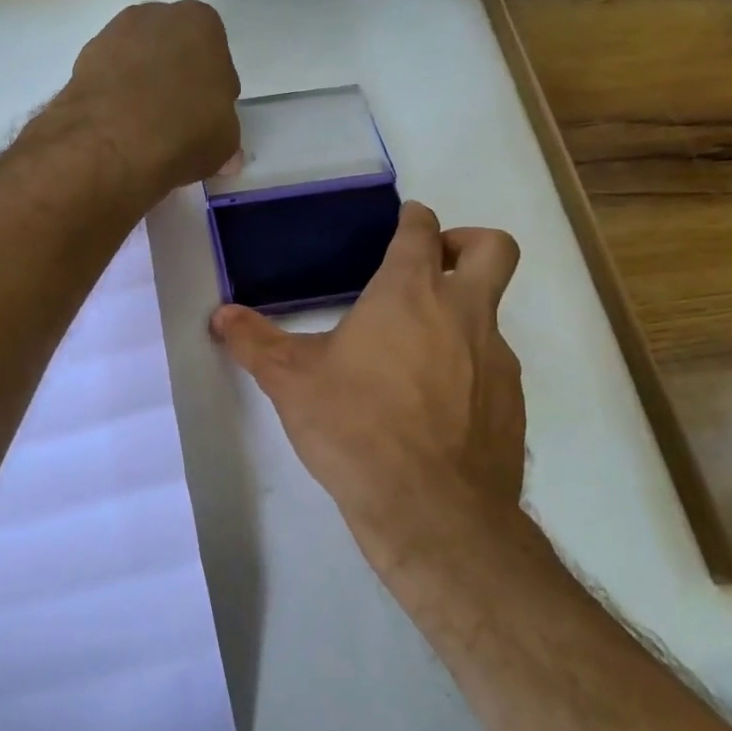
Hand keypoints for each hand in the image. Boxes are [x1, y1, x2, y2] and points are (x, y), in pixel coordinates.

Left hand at [57, 0, 240, 193]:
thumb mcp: (225, 141)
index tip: (206, 119)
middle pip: (173, 52)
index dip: (212, 92)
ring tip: (144, 131)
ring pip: (137, 63)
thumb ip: (224, 136)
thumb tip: (226, 156)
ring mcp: (113, 34)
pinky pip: (108, 80)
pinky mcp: (81, 61)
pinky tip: (118, 129)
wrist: (111, 142)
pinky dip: (114, 98)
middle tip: (176, 123)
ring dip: (142, 88)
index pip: (215, 58)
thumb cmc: (185, 131)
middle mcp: (155, 16)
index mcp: (200, 23)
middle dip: (175, 81)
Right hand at [211, 203, 524, 582]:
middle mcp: (463, 314)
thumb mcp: (290, 382)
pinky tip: (432, 406)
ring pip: (492, 313)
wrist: (432, 511)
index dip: (413, 219)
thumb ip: (253, 342)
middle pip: (493, 249)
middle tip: (432, 265)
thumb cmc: (355, 427)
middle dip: (466, 242)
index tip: (401, 224)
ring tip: (411, 356)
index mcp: (409, 293)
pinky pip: (493, 366)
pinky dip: (468, 368)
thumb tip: (220, 315)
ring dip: (459, 316)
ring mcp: (496, 359)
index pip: (422, 230)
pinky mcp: (511, 403)